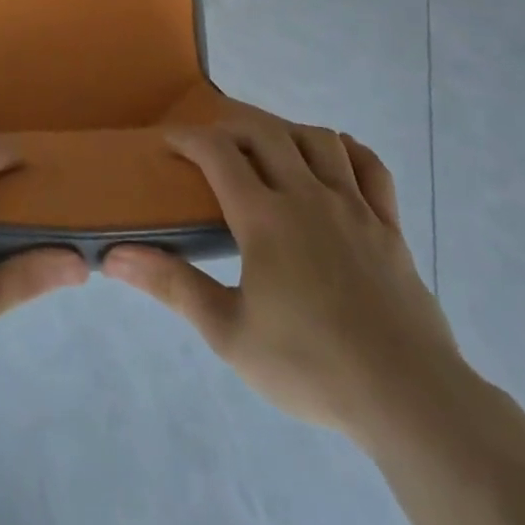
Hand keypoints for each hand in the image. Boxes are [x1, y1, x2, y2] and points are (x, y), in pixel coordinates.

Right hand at [104, 122, 464, 447]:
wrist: (409, 399)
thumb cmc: (310, 365)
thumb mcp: (228, 332)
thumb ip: (172, 286)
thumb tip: (114, 257)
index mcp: (265, 218)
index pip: (218, 153)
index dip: (188, 138)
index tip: (168, 141)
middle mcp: (308, 197)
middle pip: (266, 133)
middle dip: (232, 125)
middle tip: (212, 142)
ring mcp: (354, 207)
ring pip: (318, 140)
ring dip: (285, 131)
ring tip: (267, 147)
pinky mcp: (389, 227)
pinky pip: (371, 168)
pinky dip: (347, 150)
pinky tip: (334, 156)